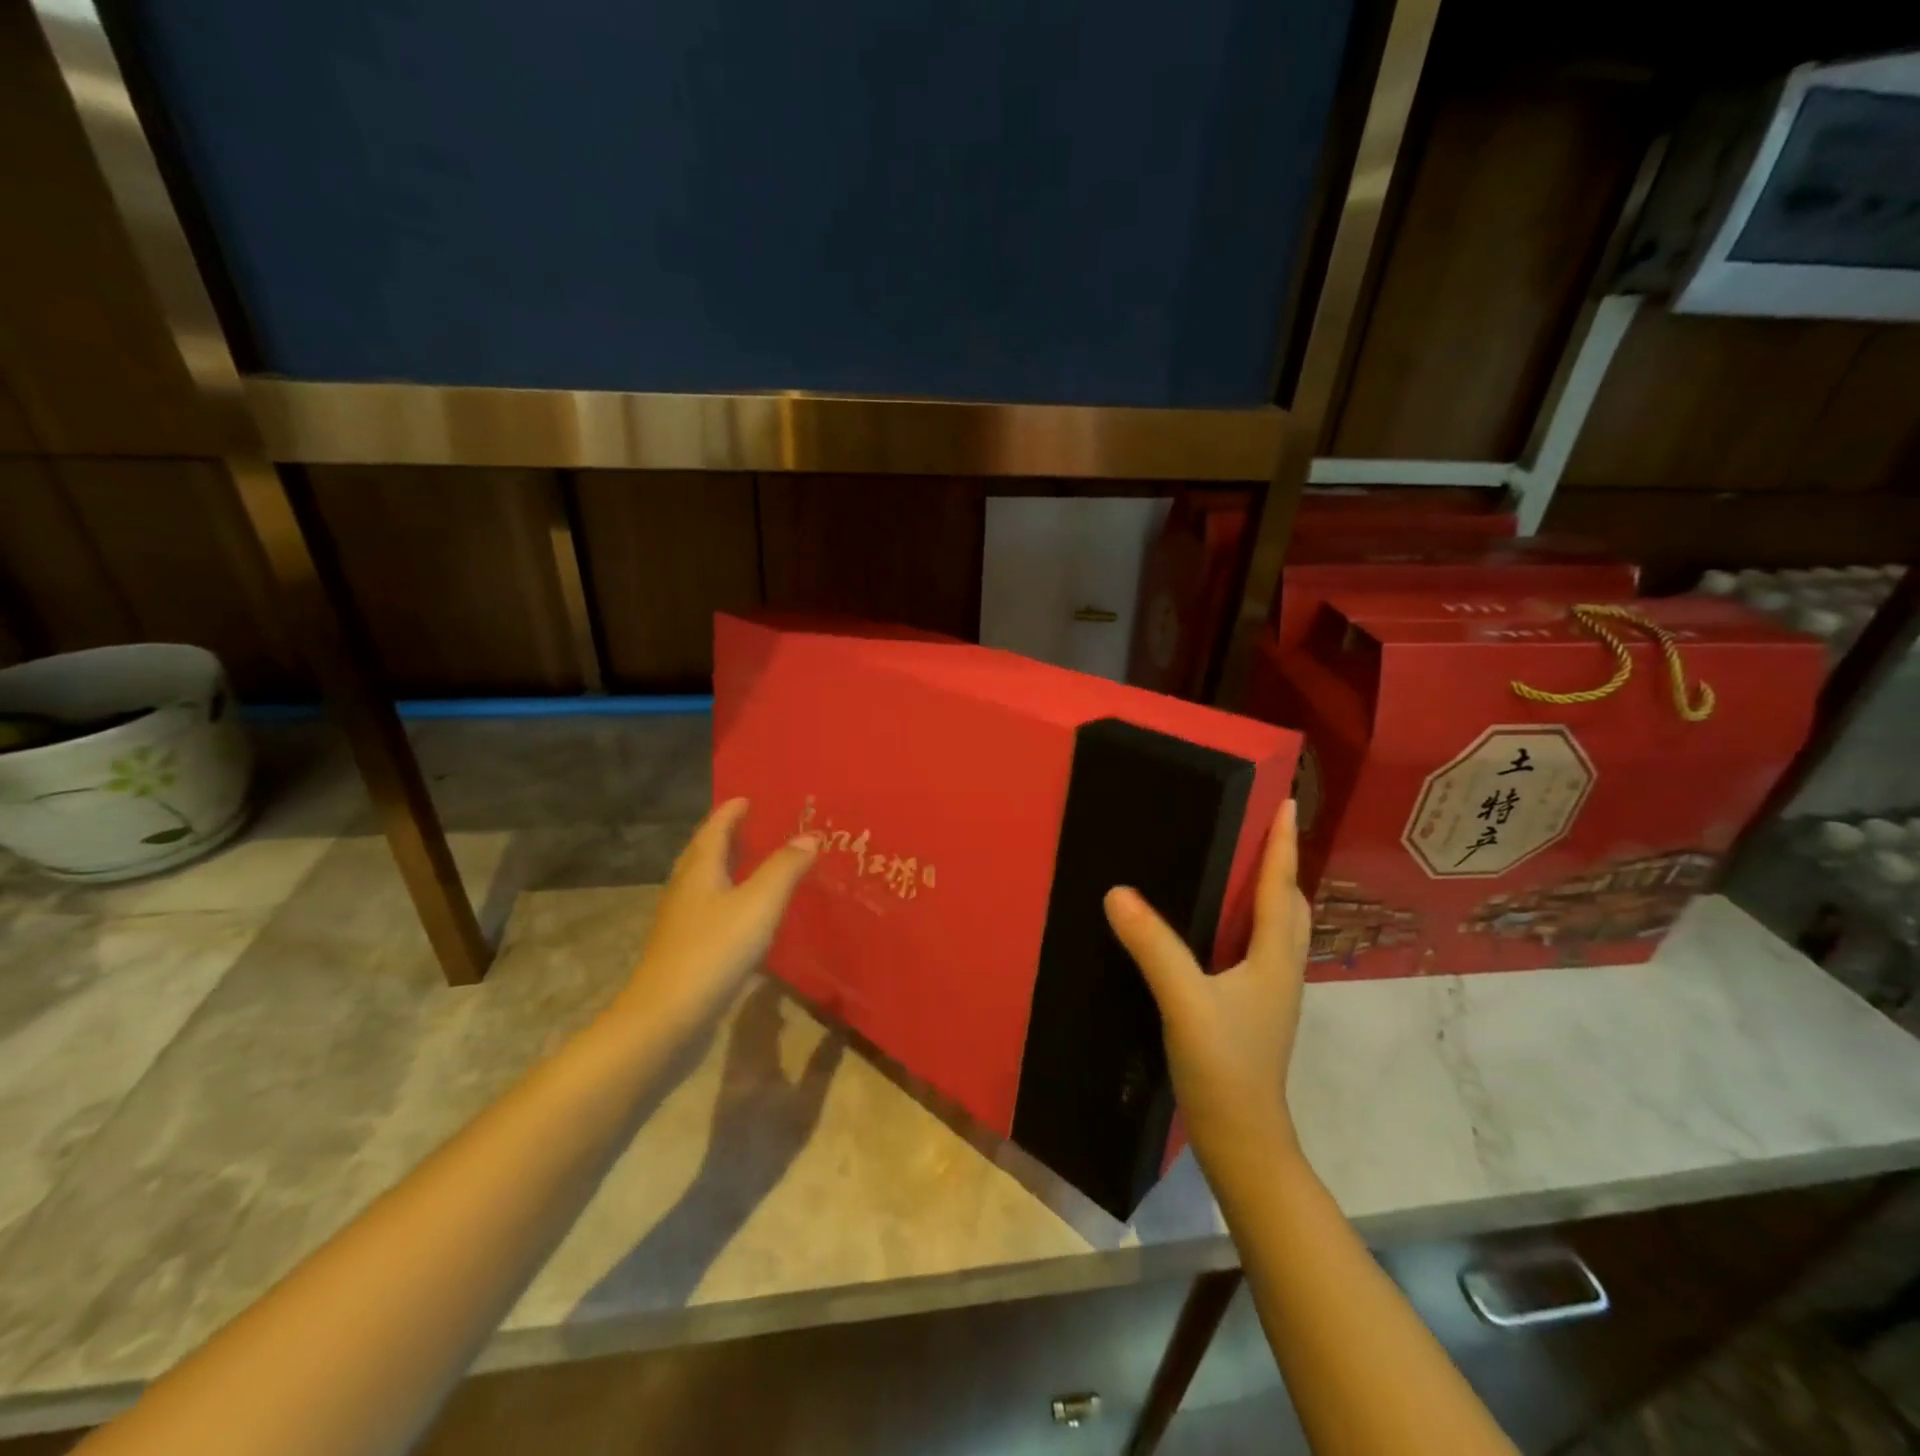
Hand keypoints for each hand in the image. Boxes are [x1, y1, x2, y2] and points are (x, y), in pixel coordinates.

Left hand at [615, 798, 818, 1043]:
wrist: (665, 1019)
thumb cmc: (713, 951)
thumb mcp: (758, 904)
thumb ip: (784, 869)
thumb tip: (809, 836)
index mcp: (699, 872)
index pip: (714, 831)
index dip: (730, 813)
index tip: (746, 798)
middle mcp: (685, 891)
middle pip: (703, 854)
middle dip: (725, 836)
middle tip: (750, 825)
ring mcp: (681, 924)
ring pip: (703, 884)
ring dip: (725, 868)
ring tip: (751, 863)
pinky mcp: (684, 952)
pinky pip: (708, 911)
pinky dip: (727, 899)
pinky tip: (744, 916)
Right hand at [1104, 799, 1310, 1171]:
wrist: (1243, 1139)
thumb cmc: (1223, 1066)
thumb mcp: (1184, 1001)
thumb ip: (1154, 946)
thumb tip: (1118, 893)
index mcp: (1274, 958)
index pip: (1281, 887)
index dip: (1282, 844)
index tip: (1286, 803)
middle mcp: (1281, 968)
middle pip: (1291, 905)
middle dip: (1282, 865)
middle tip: (1261, 831)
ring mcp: (1272, 991)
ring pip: (1279, 929)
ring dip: (1270, 893)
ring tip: (1243, 868)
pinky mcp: (1255, 1009)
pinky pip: (1260, 948)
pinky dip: (1251, 922)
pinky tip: (1220, 927)